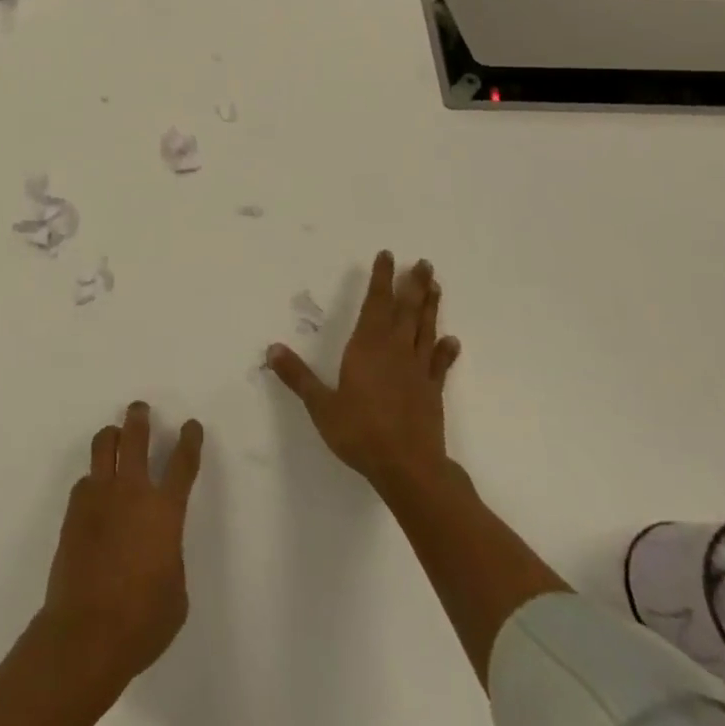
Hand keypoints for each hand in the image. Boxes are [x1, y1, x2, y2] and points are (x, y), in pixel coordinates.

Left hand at [39, 402, 204, 697]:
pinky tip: (95, 491)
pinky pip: (86, 479)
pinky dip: (93, 478)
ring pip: (103, 445)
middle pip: (135, 437)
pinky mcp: (74, 510)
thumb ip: (170, 555)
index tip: (191, 426)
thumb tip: (158, 546)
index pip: (183, 463)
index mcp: (164, 512)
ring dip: (112, 435)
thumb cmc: (141, 622)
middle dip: (139, 418)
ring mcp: (99, 496)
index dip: (189, 440)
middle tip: (140, 410)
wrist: (85, 634)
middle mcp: (132, 492)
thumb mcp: (175, 593)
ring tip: (115, 436)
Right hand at [267, 251, 460, 496]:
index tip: (388, 256)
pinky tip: (452, 341)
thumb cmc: (360, 432)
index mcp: (367, 346)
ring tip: (436, 287)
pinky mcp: (432, 392)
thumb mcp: (321, 405)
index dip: (381, 278)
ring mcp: (417, 370)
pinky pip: (439, 365)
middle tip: (424, 263)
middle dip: (414, 285)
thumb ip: (298, 376)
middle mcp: (395, 350)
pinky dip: (446, 352)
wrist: (408, 469)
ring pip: (424, 330)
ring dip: (430, 308)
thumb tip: (272, 349)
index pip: (376, 303)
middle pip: (406, 310)